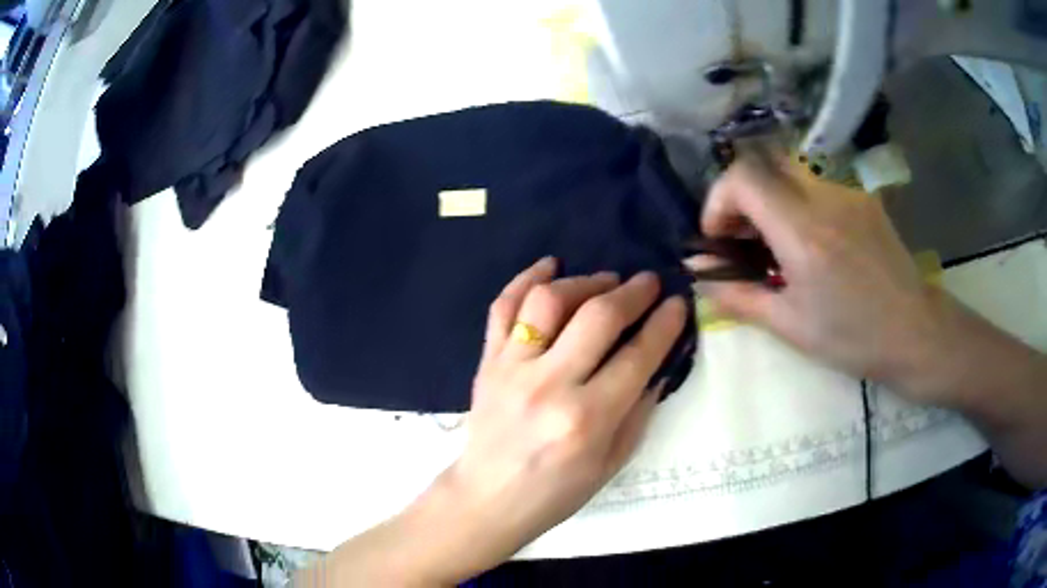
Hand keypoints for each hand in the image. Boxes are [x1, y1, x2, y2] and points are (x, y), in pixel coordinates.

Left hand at [442, 259, 686, 576]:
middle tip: (649, 282)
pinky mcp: (487, 362)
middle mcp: (549, 385)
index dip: (665, 323)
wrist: (488, 498)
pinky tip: (550, 266)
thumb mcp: (612, 461)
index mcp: (588, 419)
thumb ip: (639, 410)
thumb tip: (659, 362)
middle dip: (633, 292)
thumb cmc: (556, 491)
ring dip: (584, 281)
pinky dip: (525, 279)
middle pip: (598, 317)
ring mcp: (511, 369)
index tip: (678, 303)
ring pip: (548, 301)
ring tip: (606, 281)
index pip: (638, 355)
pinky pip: (502, 308)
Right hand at [687, 157, 942, 395]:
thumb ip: (739, 295)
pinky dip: (797, 202)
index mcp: (803, 232)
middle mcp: (824, 197)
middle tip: (744, 237)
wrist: (915, 331)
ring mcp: (847, 192)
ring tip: (777, 243)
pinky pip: (817, 184)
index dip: (718, 200)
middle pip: (763, 162)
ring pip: (790, 171)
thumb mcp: (790, 326)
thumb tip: (698, 275)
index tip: (719, 238)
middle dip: (741, 194)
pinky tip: (811, 241)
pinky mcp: (862, 197)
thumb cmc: (853, 338)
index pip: (743, 177)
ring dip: (769, 197)